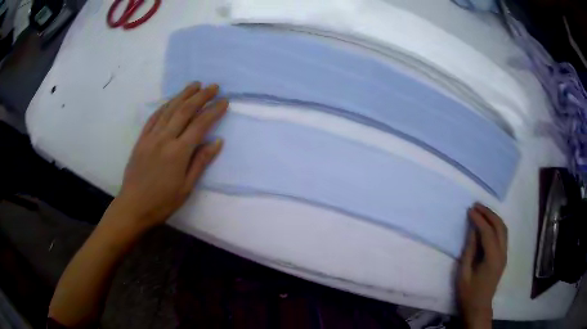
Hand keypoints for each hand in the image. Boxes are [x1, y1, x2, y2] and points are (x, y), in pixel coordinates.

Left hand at [109, 82, 227, 231]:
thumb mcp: (186, 187)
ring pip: (169, 109)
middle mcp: (164, 139)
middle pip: (185, 111)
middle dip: (201, 96)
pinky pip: (154, 117)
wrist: (133, 206)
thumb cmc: (162, 202)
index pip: (200, 124)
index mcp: (178, 152)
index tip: (224, 101)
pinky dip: (165, 106)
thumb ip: (201, 162)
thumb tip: (217, 141)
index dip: (213, 111)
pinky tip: (171, 100)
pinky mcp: (141, 139)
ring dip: (183, 95)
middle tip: (213, 87)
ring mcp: (151, 137)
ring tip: (195, 85)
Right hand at [457, 203, 507, 327]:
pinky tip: (488, 223)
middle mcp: (502, 253)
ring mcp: (504, 254)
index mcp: (492, 258)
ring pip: (503, 229)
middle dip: (488, 213)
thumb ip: (469, 250)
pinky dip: (496, 225)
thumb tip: (472, 230)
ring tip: (482, 211)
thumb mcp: (464, 273)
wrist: (479, 307)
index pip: (488, 232)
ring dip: (494, 217)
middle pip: (499, 226)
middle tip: (476, 206)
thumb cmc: (468, 293)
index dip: (479, 220)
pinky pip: (503, 235)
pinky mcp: (503, 256)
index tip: (470, 210)